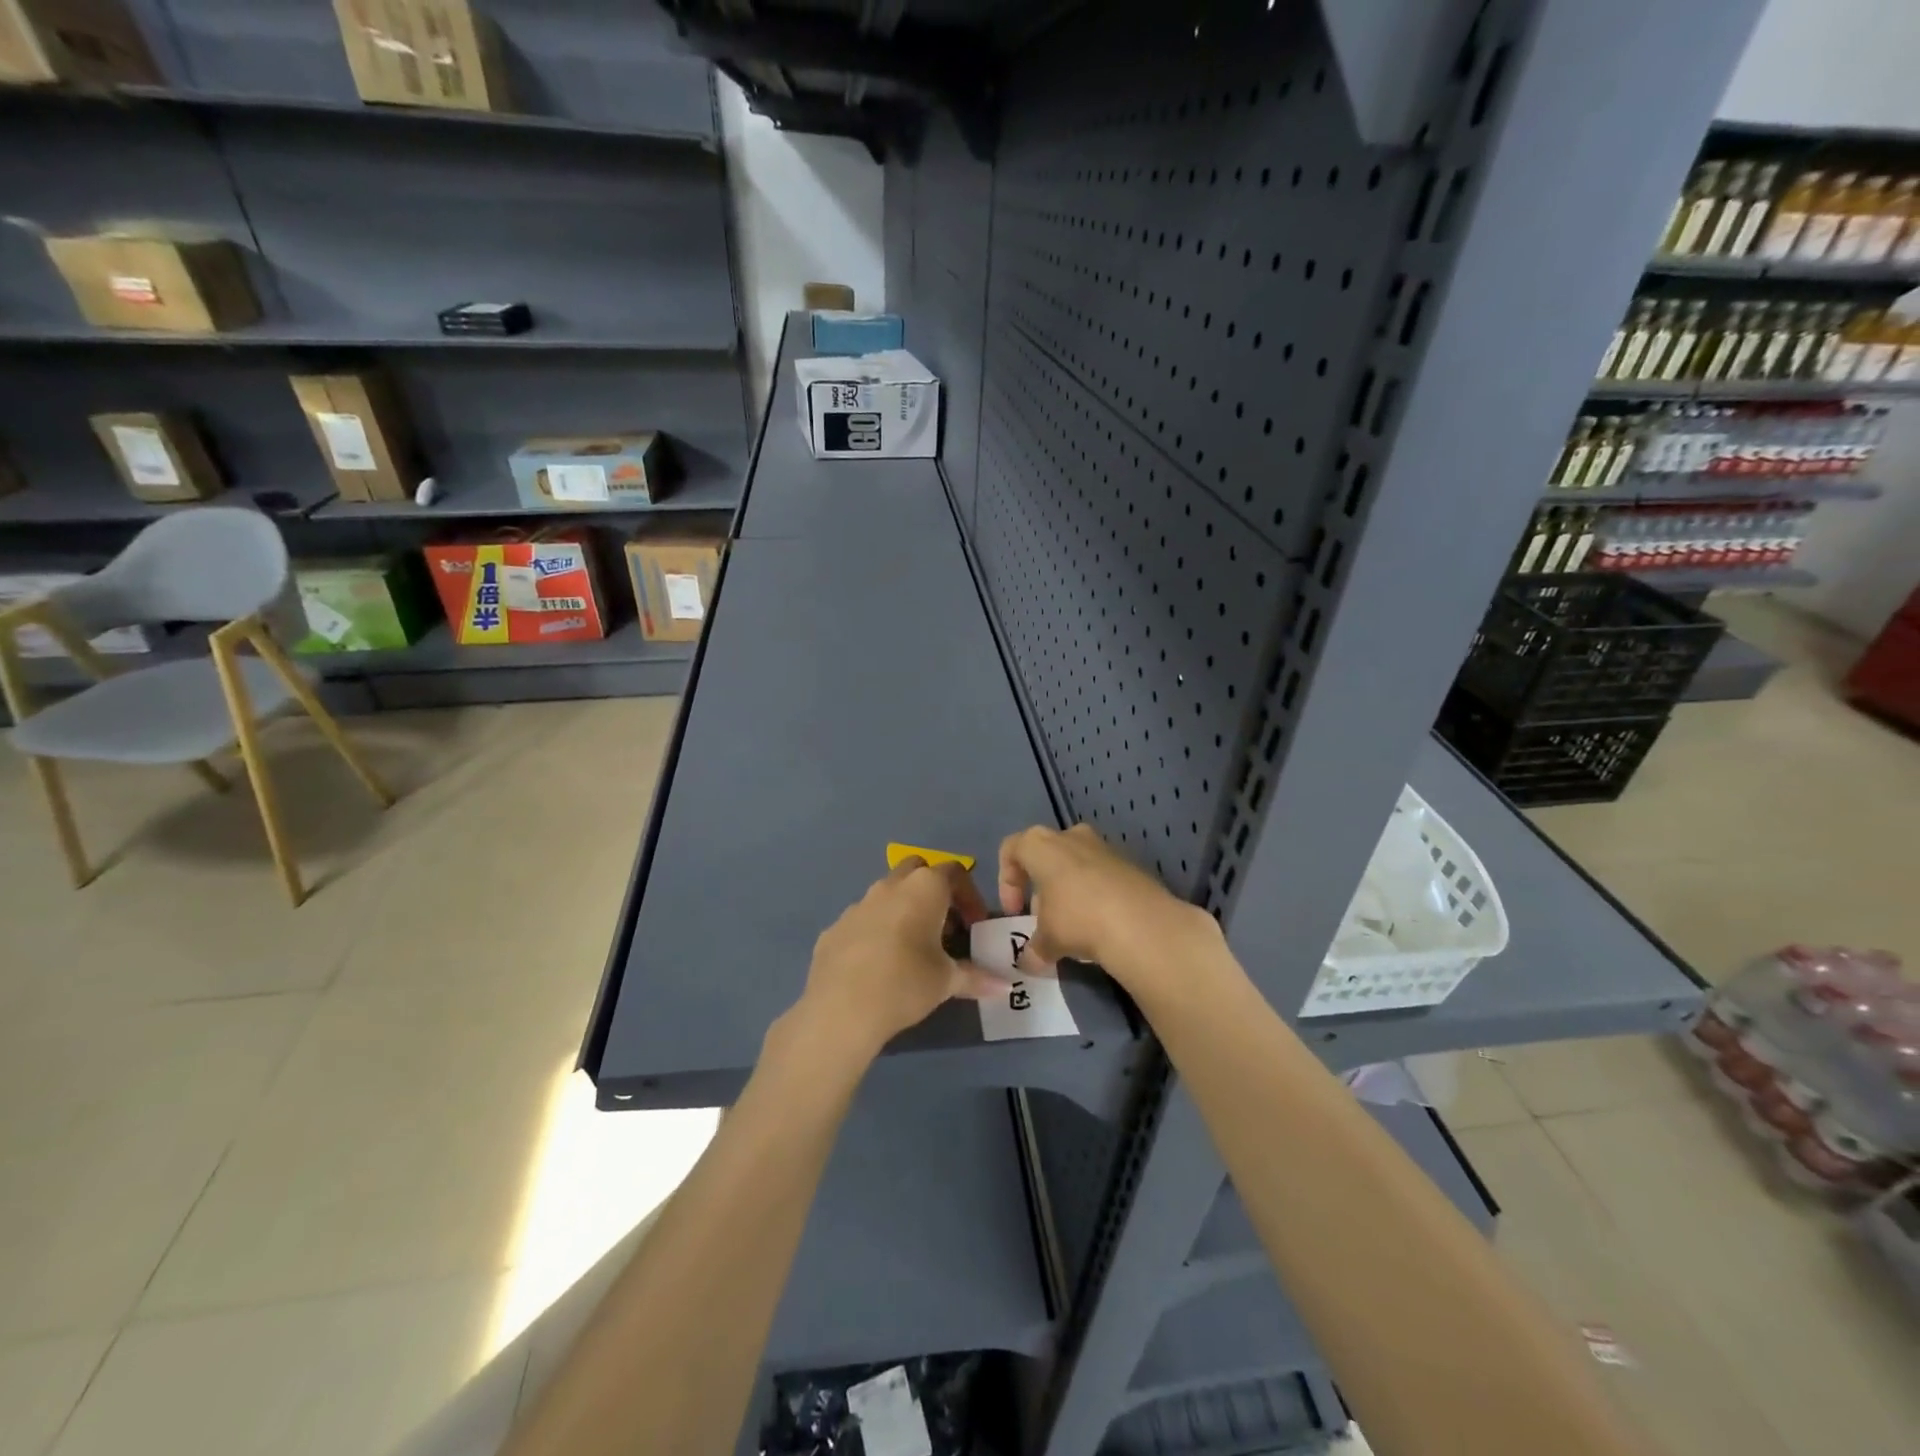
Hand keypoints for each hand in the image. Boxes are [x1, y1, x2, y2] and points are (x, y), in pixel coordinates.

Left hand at [795, 857, 1003, 1059]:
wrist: (841, 1009)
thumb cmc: (905, 984)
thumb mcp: (946, 982)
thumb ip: (976, 978)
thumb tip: (1004, 987)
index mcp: (923, 889)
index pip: (954, 871)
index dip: (969, 895)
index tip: (974, 925)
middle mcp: (890, 886)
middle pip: (917, 870)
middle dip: (933, 890)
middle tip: (943, 926)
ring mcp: (857, 904)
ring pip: (887, 893)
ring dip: (903, 909)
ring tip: (912, 947)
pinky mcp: (834, 927)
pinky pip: (863, 920)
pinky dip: (876, 931)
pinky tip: (878, 964)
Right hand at [998, 824, 1220, 997]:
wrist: (1142, 923)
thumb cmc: (1078, 919)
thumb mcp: (1047, 939)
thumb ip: (1033, 948)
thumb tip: (1029, 963)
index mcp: (1041, 845)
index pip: (1011, 850)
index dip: (1006, 882)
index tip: (1014, 912)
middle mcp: (1071, 836)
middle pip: (1045, 857)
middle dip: (1040, 889)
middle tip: (1043, 921)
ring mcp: (1103, 846)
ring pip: (1075, 865)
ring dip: (1068, 893)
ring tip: (1073, 928)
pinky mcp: (1130, 863)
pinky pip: (1101, 876)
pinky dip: (1095, 896)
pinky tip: (1100, 925)